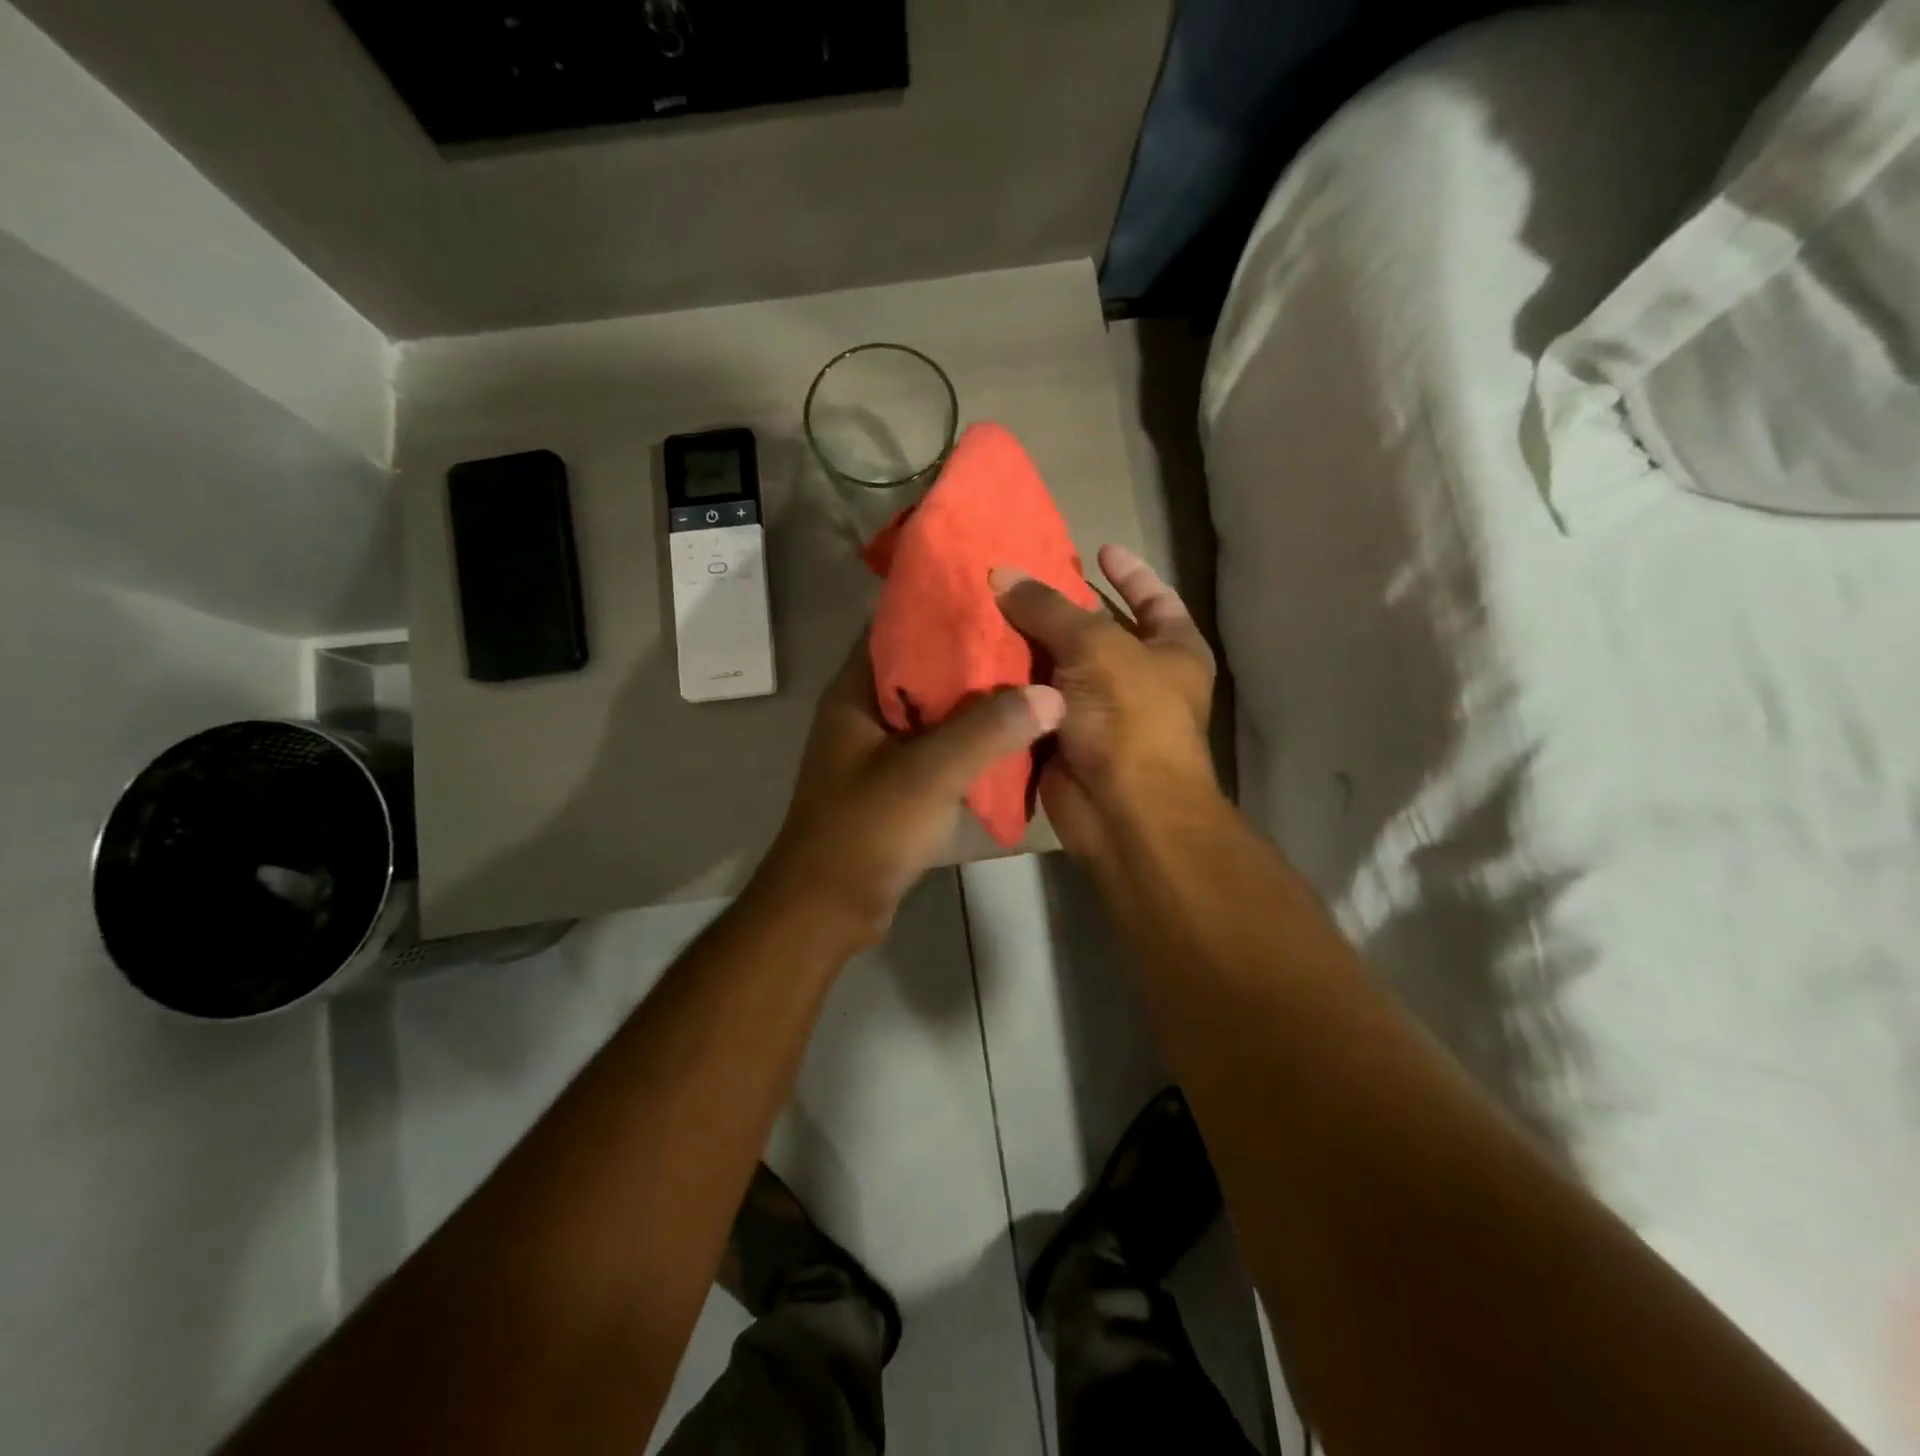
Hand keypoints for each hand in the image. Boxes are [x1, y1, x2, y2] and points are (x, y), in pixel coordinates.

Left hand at [750, 635, 1065, 947]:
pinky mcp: (897, 781)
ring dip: (977, 699)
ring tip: (1034, 677)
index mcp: (856, 692)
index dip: (943, 607)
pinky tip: (1015, 733)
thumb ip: (987, 731)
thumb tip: (1051, 694)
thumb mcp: (927, 775)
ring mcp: (881, 748)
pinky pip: (940, 746)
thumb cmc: (865, 831)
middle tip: (1031, 636)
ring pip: (936, 709)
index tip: (998, 595)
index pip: (897, 627)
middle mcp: (866, 711)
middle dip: (973, 653)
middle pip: (923, 667)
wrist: (828, 908)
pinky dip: (972, 738)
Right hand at [991, 544, 1217, 863]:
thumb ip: (1048, 607)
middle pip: (1097, 630)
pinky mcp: (1064, 738)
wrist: (1122, 810)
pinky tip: (976, 657)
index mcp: (1173, 649)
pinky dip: (1010, 685)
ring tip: (985, 608)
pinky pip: (1034, 702)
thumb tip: (1002, 573)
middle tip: (1016, 578)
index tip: (1097, 547)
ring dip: (1026, 645)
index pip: (1153, 597)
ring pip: (1058, 667)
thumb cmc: (1130, 716)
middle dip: (1059, 607)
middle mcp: (1140, 677)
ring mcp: (1101, 711)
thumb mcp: (1095, 646)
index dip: (1128, 572)